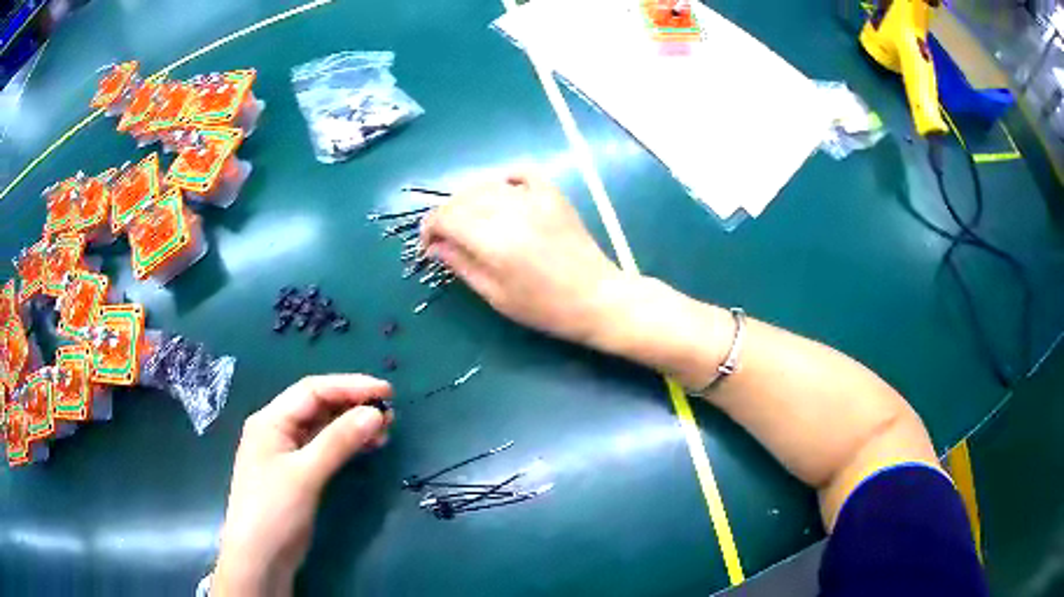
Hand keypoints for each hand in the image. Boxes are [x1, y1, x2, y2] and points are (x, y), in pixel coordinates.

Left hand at [213, 375, 393, 596]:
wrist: (260, 558)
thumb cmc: (274, 511)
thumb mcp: (306, 474)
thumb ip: (338, 442)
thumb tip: (375, 413)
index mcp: (271, 420)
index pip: (313, 390)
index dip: (350, 386)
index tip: (387, 392)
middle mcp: (277, 430)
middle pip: (318, 406)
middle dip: (353, 405)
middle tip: (390, 414)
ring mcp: (287, 454)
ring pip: (323, 428)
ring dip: (352, 425)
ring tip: (384, 431)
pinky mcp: (297, 475)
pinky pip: (324, 449)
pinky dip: (346, 446)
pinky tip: (366, 448)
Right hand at [420, 174, 624, 346]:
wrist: (596, 298)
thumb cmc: (544, 307)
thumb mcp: (495, 295)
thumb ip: (461, 264)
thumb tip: (435, 245)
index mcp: (493, 240)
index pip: (445, 217)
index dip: (429, 228)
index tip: (428, 245)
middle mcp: (510, 211)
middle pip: (462, 199)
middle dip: (446, 216)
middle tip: (447, 238)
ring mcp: (534, 198)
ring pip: (486, 185)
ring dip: (469, 200)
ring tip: (471, 222)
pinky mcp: (552, 195)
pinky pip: (520, 173)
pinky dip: (503, 180)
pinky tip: (499, 195)